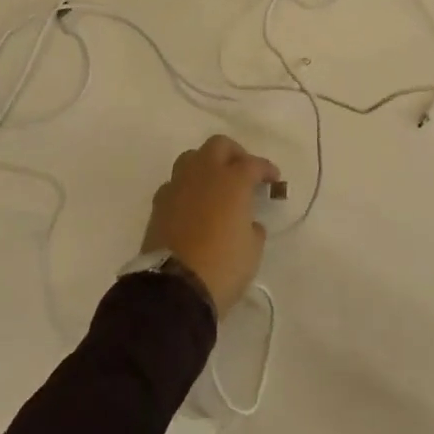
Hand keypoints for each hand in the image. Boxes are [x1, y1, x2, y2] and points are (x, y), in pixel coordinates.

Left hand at [141, 135, 280, 313]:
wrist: (174, 288)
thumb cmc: (222, 267)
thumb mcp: (252, 251)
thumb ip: (253, 228)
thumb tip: (248, 221)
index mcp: (232, 180)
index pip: (253, 164)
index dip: (266, 169)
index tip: (274, 179)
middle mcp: (203, 174)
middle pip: (219, 146)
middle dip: (234, 154)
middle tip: (244, 172)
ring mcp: (177, 185)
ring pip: (192, 157)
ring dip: (207, 165)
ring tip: (216, 184)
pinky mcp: (159, 202)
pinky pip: (175, 183)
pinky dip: (187, 187)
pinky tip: (193, 204)